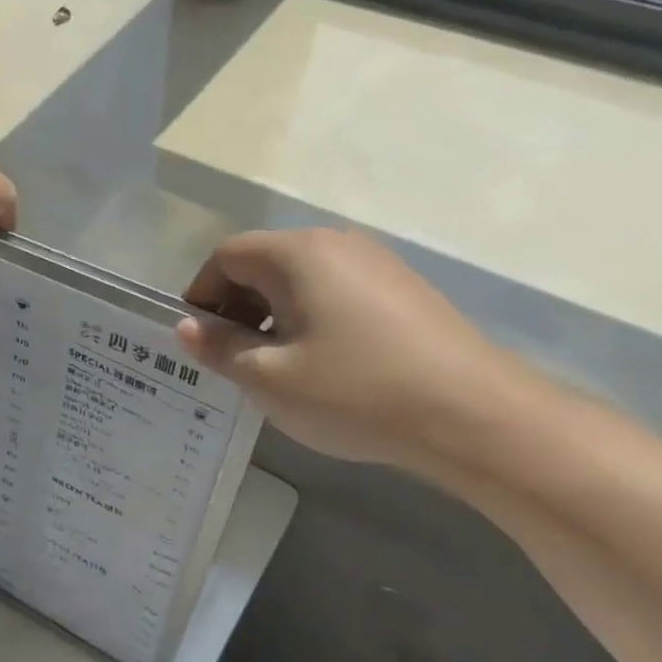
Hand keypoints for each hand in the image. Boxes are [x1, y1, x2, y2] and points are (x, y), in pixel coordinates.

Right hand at [176, 227, 521, 470]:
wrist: (476, 417)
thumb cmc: (356, 392)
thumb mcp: (270, 378)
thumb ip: (219, 348)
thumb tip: (185, 327)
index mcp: (297, 254)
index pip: (226, 257)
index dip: (201, 296)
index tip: (201, 343)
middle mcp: (336, 244)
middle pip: (264, 263)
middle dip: (236, 307)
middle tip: (234, 360)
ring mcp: (377, 263)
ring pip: (300, 279)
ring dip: (273, 315)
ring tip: (278, 367)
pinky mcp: (403, 289)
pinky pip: (336, 291)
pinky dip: (311, 318)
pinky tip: (325, 364)